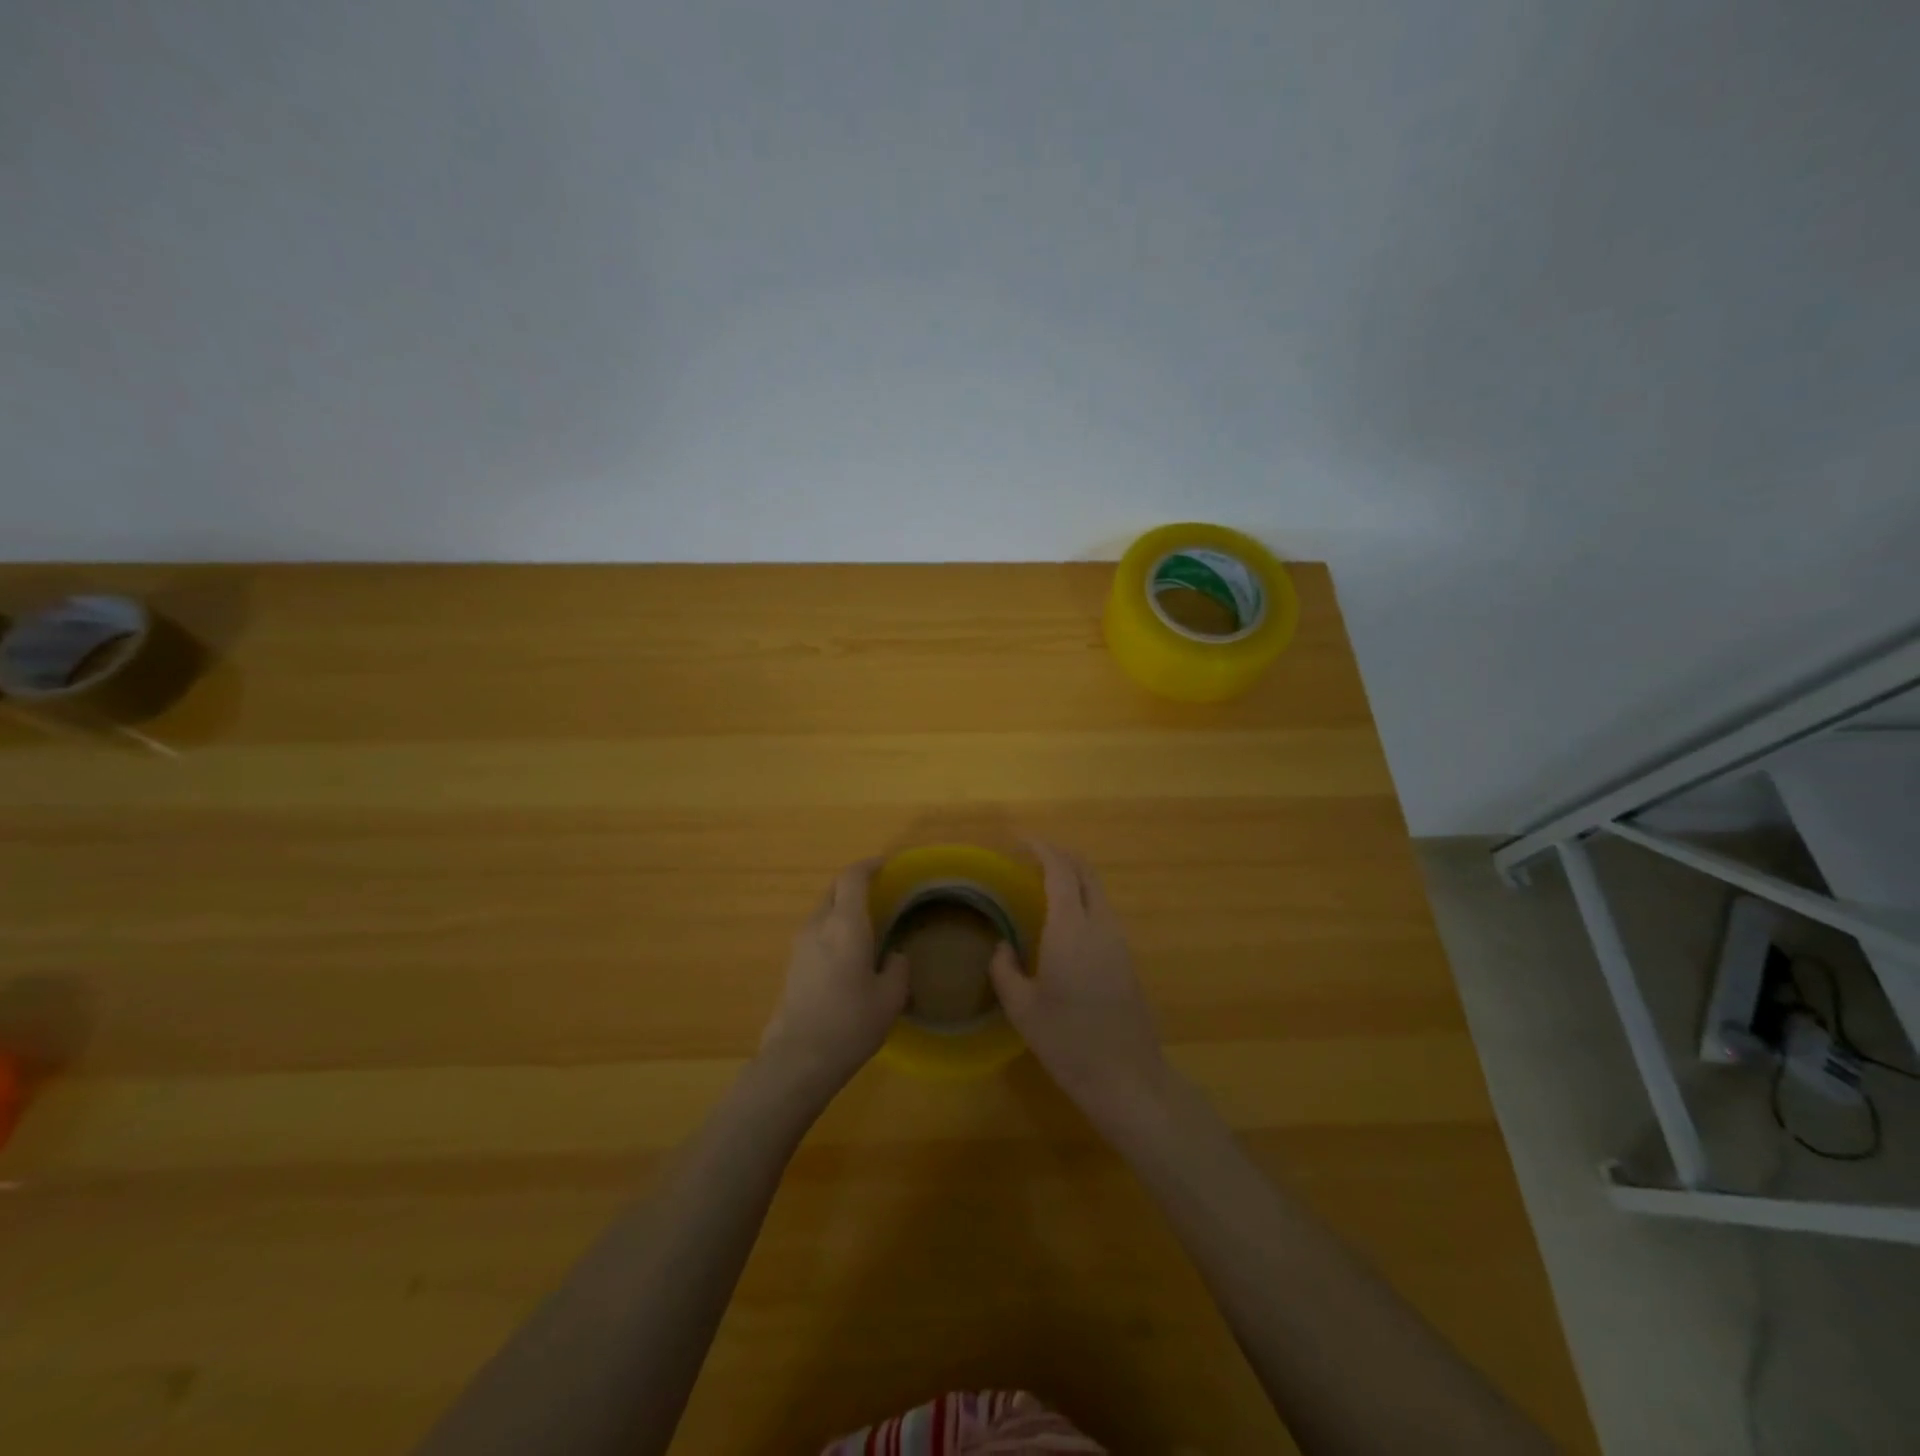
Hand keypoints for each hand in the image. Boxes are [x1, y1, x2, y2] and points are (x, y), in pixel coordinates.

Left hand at [759, 859, 907, 1100]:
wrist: (798, 1059)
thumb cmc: (851, 1023)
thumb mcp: (890, 998)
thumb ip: (898, 968)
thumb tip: (895, 955)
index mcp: (845, 925)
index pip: (852, 878)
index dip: (868, 866)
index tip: (884, 865)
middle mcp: (818, 926)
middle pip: (833, 891)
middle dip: (854, 887)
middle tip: (878, 895)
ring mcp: (799, 946)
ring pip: (822, 913)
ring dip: (841, 911)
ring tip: (865, 928)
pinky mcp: (791, 966)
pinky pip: (815, 935)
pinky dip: (831, 932)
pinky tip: (847, 956)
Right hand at [988, 841, 1168, 1131]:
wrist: (1126, 1076)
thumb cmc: (1067, 1041)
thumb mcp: (1022, 1008)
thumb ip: (1005, 970)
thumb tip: (1002, 947)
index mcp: (1071, 929)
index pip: (1061, 871)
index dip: (1042, 849)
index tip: (1021, 842)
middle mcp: (1100, 925)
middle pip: (1085, 872)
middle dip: (1060, 856)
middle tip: (1031, 857)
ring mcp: (1119, 941)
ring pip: (1097, 891)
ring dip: (1073, 878)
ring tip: (1042, 886)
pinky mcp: (1127, 958)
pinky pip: (1103, 912)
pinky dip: (1082, 900)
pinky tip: (1063, 921)